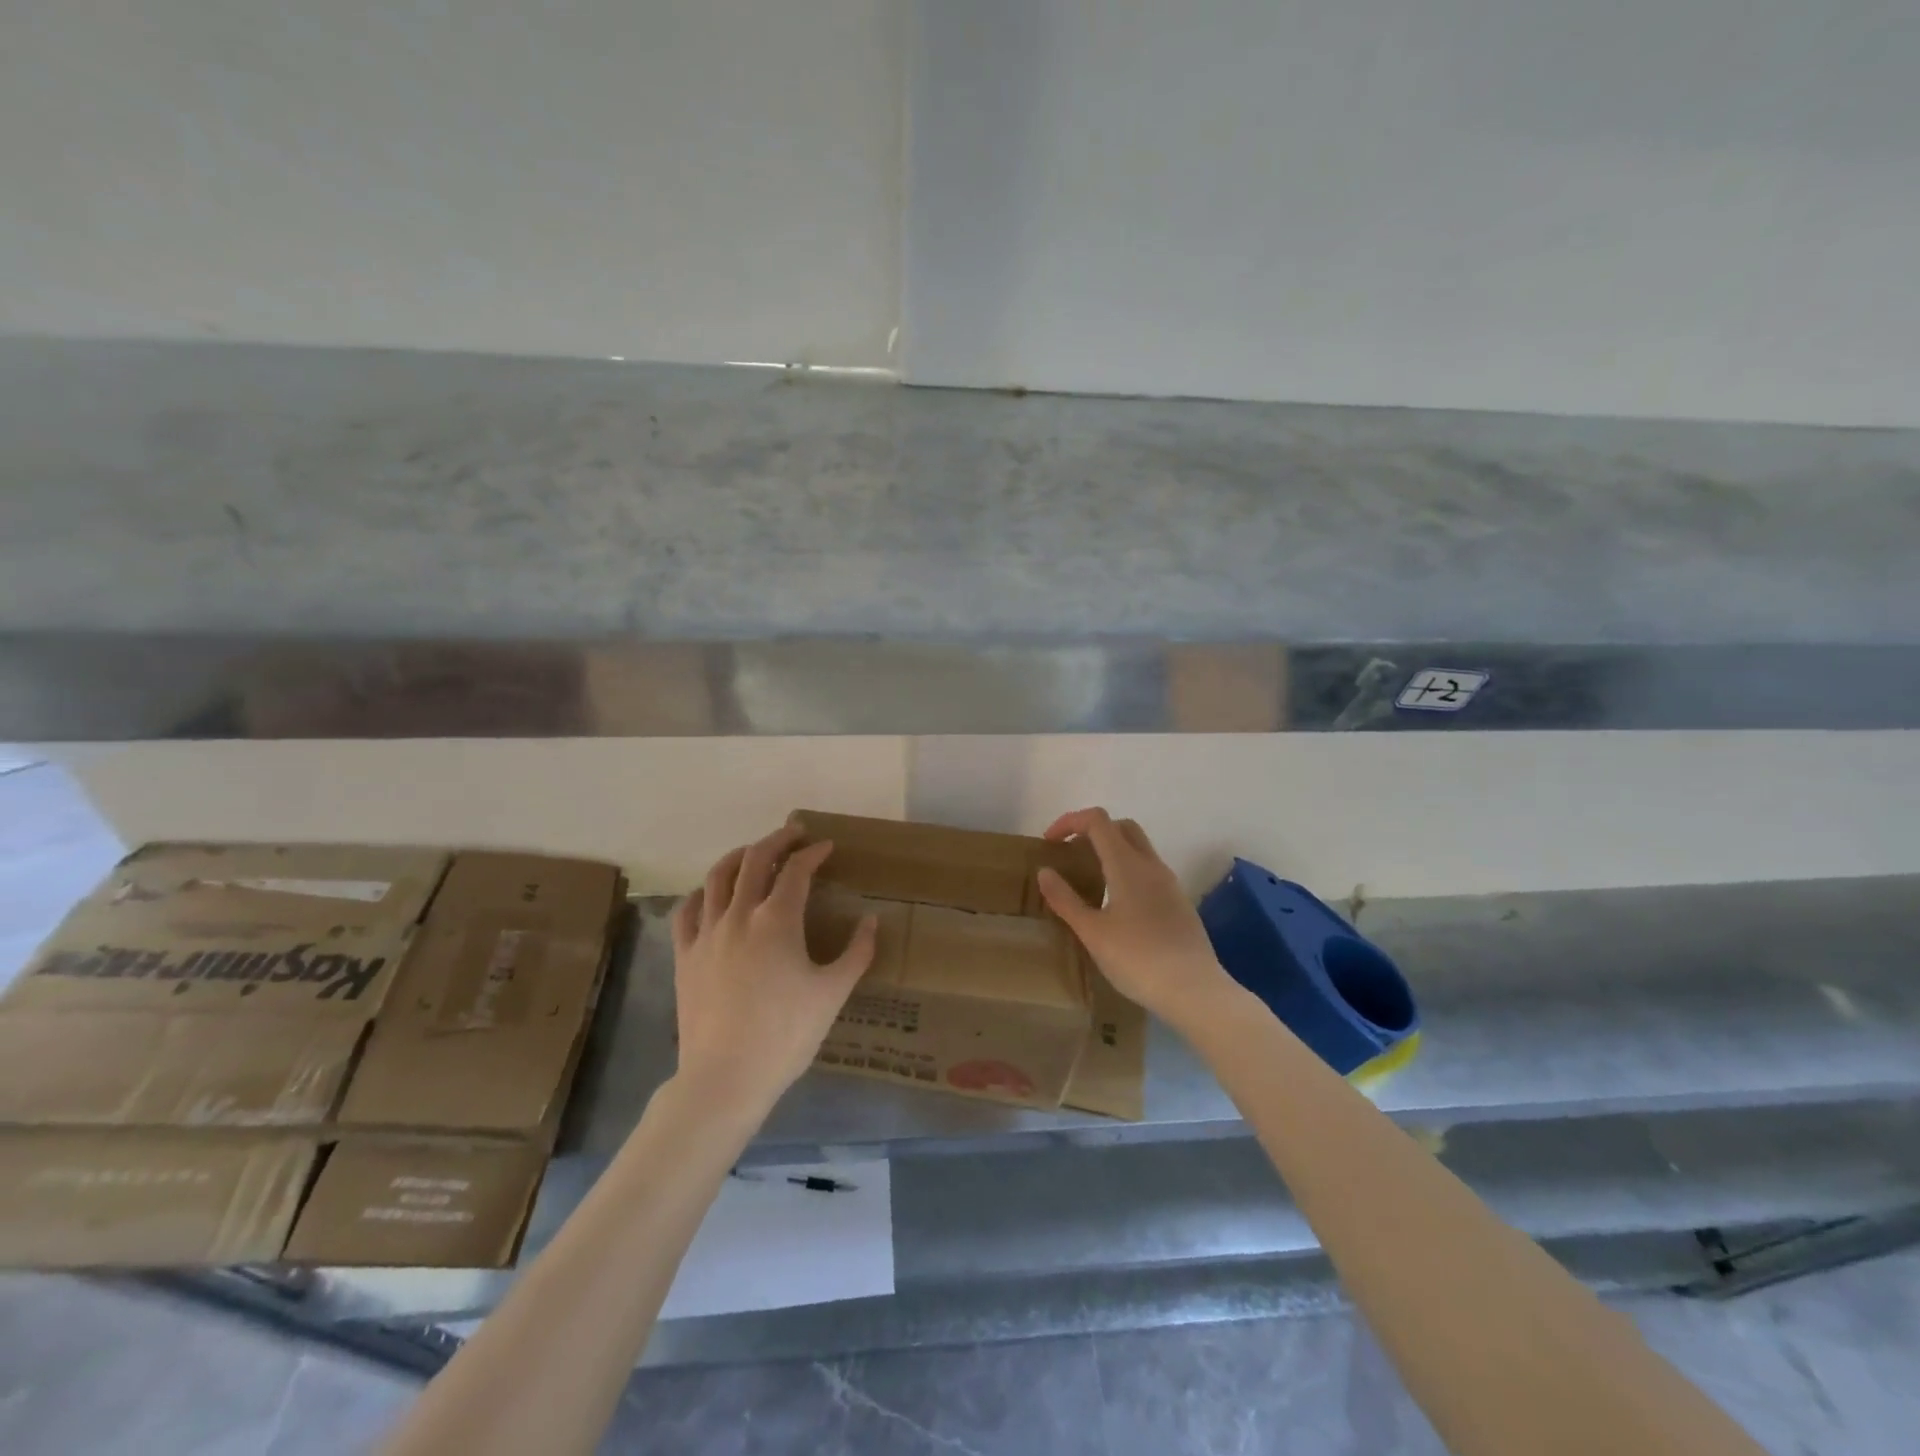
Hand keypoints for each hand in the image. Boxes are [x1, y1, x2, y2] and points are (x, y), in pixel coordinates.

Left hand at [670, 823, 877, 1117]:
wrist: (725, 1077)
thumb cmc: (786, 1034)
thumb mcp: (833, 994)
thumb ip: (857, 952)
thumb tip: (871, 920)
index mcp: (777, 920)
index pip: (796, 870)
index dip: (813, 853)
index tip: (826, 847)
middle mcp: (739, 915)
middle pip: (754, 860)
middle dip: (777, 840)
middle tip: (794, 833)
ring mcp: (706, 933)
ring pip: (717, 876)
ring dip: (738, 856)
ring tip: (753, 852)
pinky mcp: (684, 956)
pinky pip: (687, 910)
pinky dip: (702, 892)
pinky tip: (711, 894)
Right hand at [1036, 807, 1238, 1032]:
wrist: (1194, 990)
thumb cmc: (1137, 959)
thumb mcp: (1092, 932)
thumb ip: (1065, 899)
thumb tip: (1045, 871)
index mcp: (1126, 864)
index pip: (1097, 820)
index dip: (1070, 821)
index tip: (1050, 843)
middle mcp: (1150, 864)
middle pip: (1121, 827)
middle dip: (1093, 832)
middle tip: (1071, 856)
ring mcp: (1169, 883)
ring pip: (1138, 848)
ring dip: (1112, 851)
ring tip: (1090, 881)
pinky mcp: (1179, 902)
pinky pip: (1149, 871)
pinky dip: (1128, 871)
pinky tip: (1117, 905)